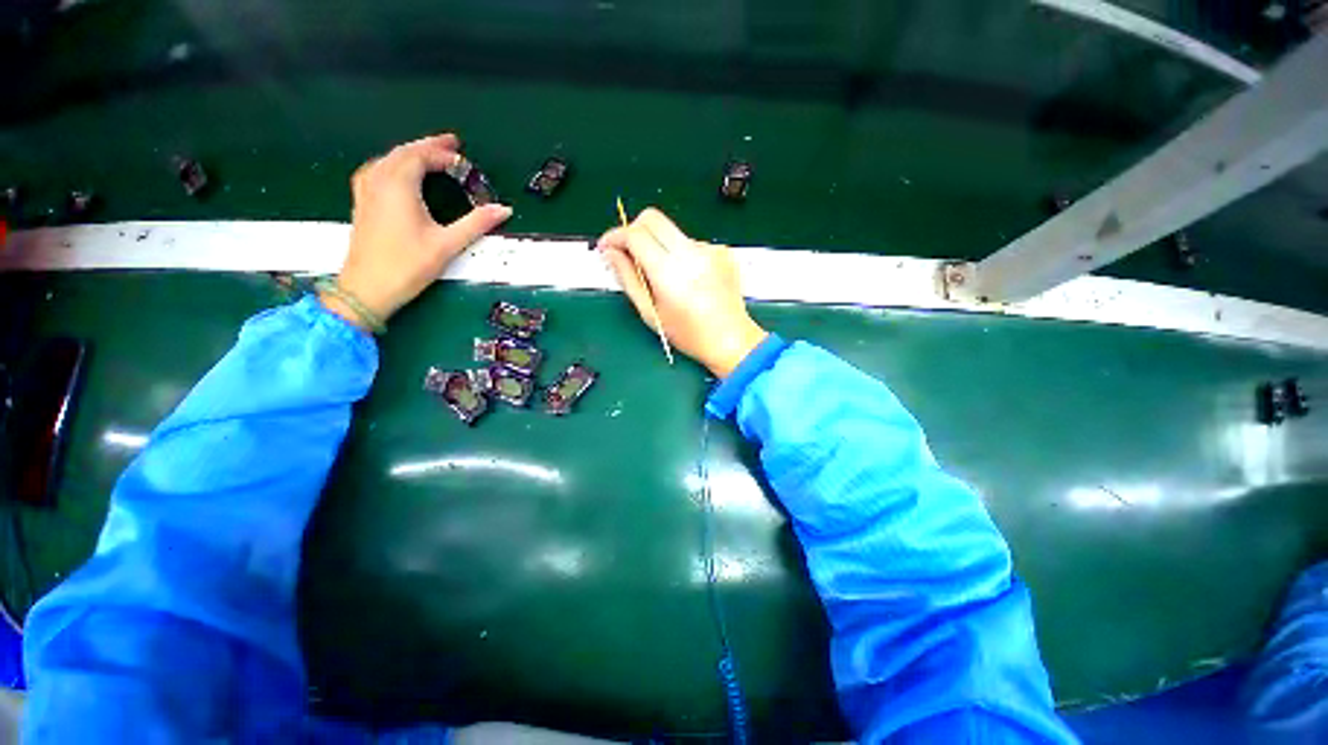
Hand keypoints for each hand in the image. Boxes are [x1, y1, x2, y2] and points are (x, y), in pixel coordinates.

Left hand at [325, 133, 512, 328]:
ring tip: (429, 155)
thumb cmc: (409, 265)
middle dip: (427, 146)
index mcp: (398, 185)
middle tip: (450, 145)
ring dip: (410, 153)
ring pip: (387, 159)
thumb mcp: (448, 244)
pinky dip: (393, 164)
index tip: (463, 159)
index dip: (442, 154)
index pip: (420, 156)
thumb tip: (504, 209)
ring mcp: (365, 191)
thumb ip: (476, 223)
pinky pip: (377, 170)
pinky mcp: (361, 203)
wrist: (368, 288)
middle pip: (403, 152)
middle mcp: (378, 180)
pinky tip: (398, 173)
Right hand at [596, 208, 766, 377]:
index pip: (635, 234)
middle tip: (629, 253)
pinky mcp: (722, 250)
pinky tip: (688, 279)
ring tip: (666, 278)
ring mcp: (710, 249)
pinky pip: (691, 242)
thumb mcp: (650, 312)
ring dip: (659, 245)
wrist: (731, 339)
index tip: (607, 246)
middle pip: (652, 218)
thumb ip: (628, 279)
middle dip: (634, 230)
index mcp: (670, 273)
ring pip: (672, 232)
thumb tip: (610, 253)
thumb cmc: (689, 334)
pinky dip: (681, 254)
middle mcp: (691, 254)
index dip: (615, 236)